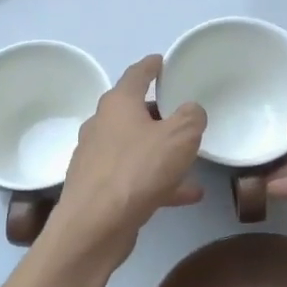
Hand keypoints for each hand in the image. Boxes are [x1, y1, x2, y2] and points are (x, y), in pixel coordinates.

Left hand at [49, 55, 205, 252]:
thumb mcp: (179, 137)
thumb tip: (191, 110)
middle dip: (157, 113)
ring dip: (161, 152)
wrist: (94, 225)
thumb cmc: (137, 170)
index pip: (136, 75)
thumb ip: (191, 117)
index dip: (151, 66)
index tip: (161, 61)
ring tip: (191, 161)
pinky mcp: (98, 189)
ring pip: (135, 148)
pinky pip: (135, 177)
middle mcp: (101, 126)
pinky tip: (186, 195)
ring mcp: (96, 159)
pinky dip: (158, 181)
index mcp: (118, 104)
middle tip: (181, 114)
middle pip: (132, 112)